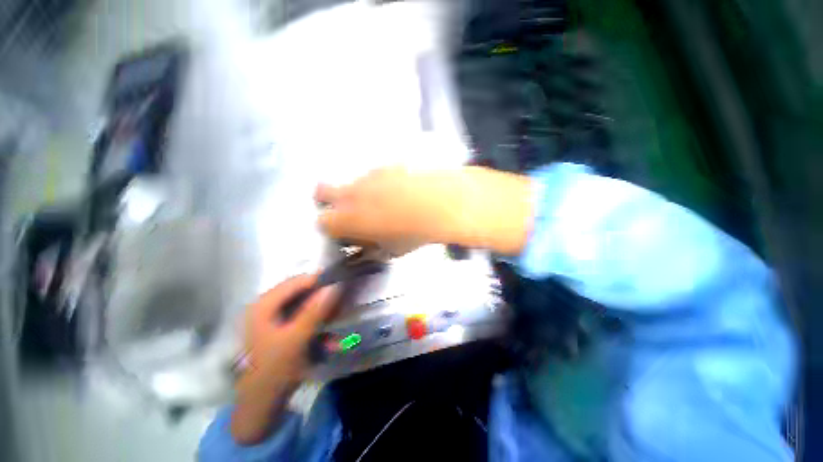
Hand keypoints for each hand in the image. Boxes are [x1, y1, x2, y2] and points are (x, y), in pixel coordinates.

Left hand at [231, 274, 338, 444]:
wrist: (261, 404)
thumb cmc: (274, 371)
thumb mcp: (296, 339)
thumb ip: (315, 311)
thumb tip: (335, 285)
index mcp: (264, 304)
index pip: (298, 281)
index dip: (321, 281)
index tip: (342, 286)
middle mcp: (267, 305)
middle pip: (302, 291)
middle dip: (324, 299)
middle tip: (341, 306)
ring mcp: (274, 317)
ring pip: (306, 303)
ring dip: (324, 312)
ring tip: (337, 321)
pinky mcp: (282, 327)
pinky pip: (305, 317)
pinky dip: (318, 323)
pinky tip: (329, 337)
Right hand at [316, 166, 532, 255]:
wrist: (438, 203)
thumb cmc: (412, 233)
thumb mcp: (390, 251)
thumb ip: (372, 250)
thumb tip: (367, 247)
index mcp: (348, 218)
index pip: (322, 222)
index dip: (330, 228)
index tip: (342, 232)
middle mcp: (351, 193)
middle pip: (322, 191)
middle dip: (328, 201)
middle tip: (348, 210)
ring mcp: (369, 176)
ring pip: (352, 181)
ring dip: (359, 191)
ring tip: (383, 201)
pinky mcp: (387, 166)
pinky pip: (375, 174)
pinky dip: (380, 182)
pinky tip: (399, 190)